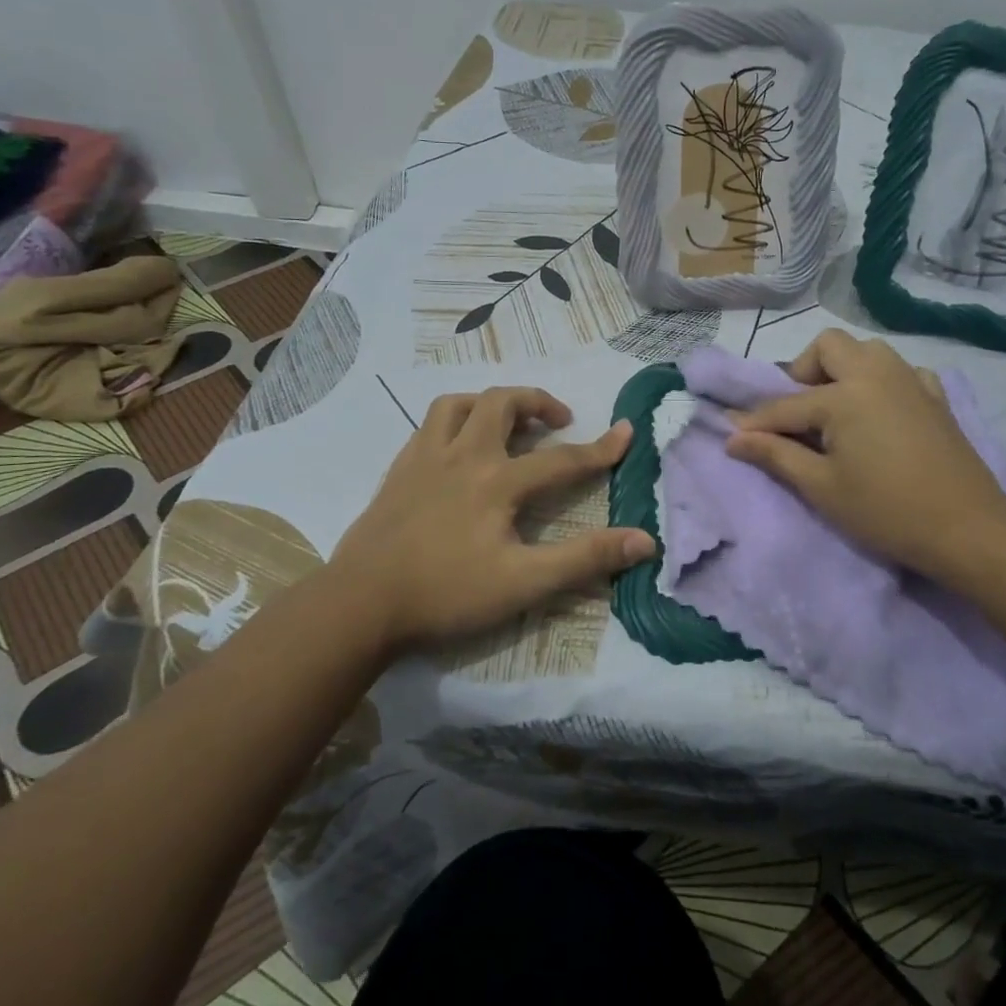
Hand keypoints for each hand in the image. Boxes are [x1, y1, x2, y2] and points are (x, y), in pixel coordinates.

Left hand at [328, 387, 653, 650]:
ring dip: (490, 403)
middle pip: (502, 403)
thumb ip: (584, 558)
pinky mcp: (398, 470)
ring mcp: (425, 458)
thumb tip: (644, 540)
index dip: (600, 448)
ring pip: (459, 404)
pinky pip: (430, 425)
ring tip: (507, 422)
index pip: (561, 459)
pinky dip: (455, 420)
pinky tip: (458, 446)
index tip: (627, 431)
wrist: (360, 602)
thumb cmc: (446, 593)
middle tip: (559, 421)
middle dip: (537, 402)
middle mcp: (463, 455)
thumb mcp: (524, 583)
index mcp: (497, 481)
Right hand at [725, 329, 1005, 577]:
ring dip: (843, 369)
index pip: (786, 405)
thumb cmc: (886, 511)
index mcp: (845, 395)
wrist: (968, 529)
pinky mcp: (935, 397)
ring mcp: (911, 381)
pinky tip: (880, 412)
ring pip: (867, 350)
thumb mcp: (822, 487)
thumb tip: (734, 438)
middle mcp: (876, 374)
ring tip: (836, 410)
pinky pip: (902, 371)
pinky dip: (883, 382)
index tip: (732, 434)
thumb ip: (775, 455)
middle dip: (803, 371)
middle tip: (799, 412)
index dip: (755, 422)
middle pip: (828, 346)